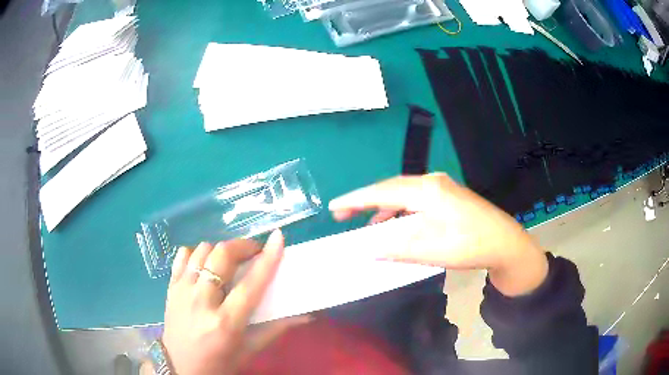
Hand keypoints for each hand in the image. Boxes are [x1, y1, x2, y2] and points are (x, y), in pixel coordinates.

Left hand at [161, 230, 307, 374]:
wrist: (180, 367)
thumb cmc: (219, 363)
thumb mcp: (249, 351)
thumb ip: (275, 329)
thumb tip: (305, 315)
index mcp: (226, 322)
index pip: (250, 284)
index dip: (267, 259)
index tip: (278, 238)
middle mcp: (201, 301)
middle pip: (221, 256)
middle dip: (242, 246)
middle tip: (254, 253)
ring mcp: (182, 291)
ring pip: (201, 251)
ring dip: (220, 251)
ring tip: (229, 262)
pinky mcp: (170, 287)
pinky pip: (182, 256)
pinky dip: (196, 254)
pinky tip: (205, 266)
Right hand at [329, 173, 547, 295]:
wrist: (505, 242)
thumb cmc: (470, 245)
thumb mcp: (431, 250)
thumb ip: (397, 249)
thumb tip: (368, 251)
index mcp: (427, 190)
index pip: (383, 191)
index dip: (356, 199)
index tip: (334, 207)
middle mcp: (432, 181)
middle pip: (391, 188)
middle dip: (366, 201)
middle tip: (343, 214)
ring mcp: (441, 186)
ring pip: (403, 193)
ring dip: (384, 208)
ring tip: (368, 224)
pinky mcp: (447, 195)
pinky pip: (415, 199)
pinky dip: (401, 211)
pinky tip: (396, 223)